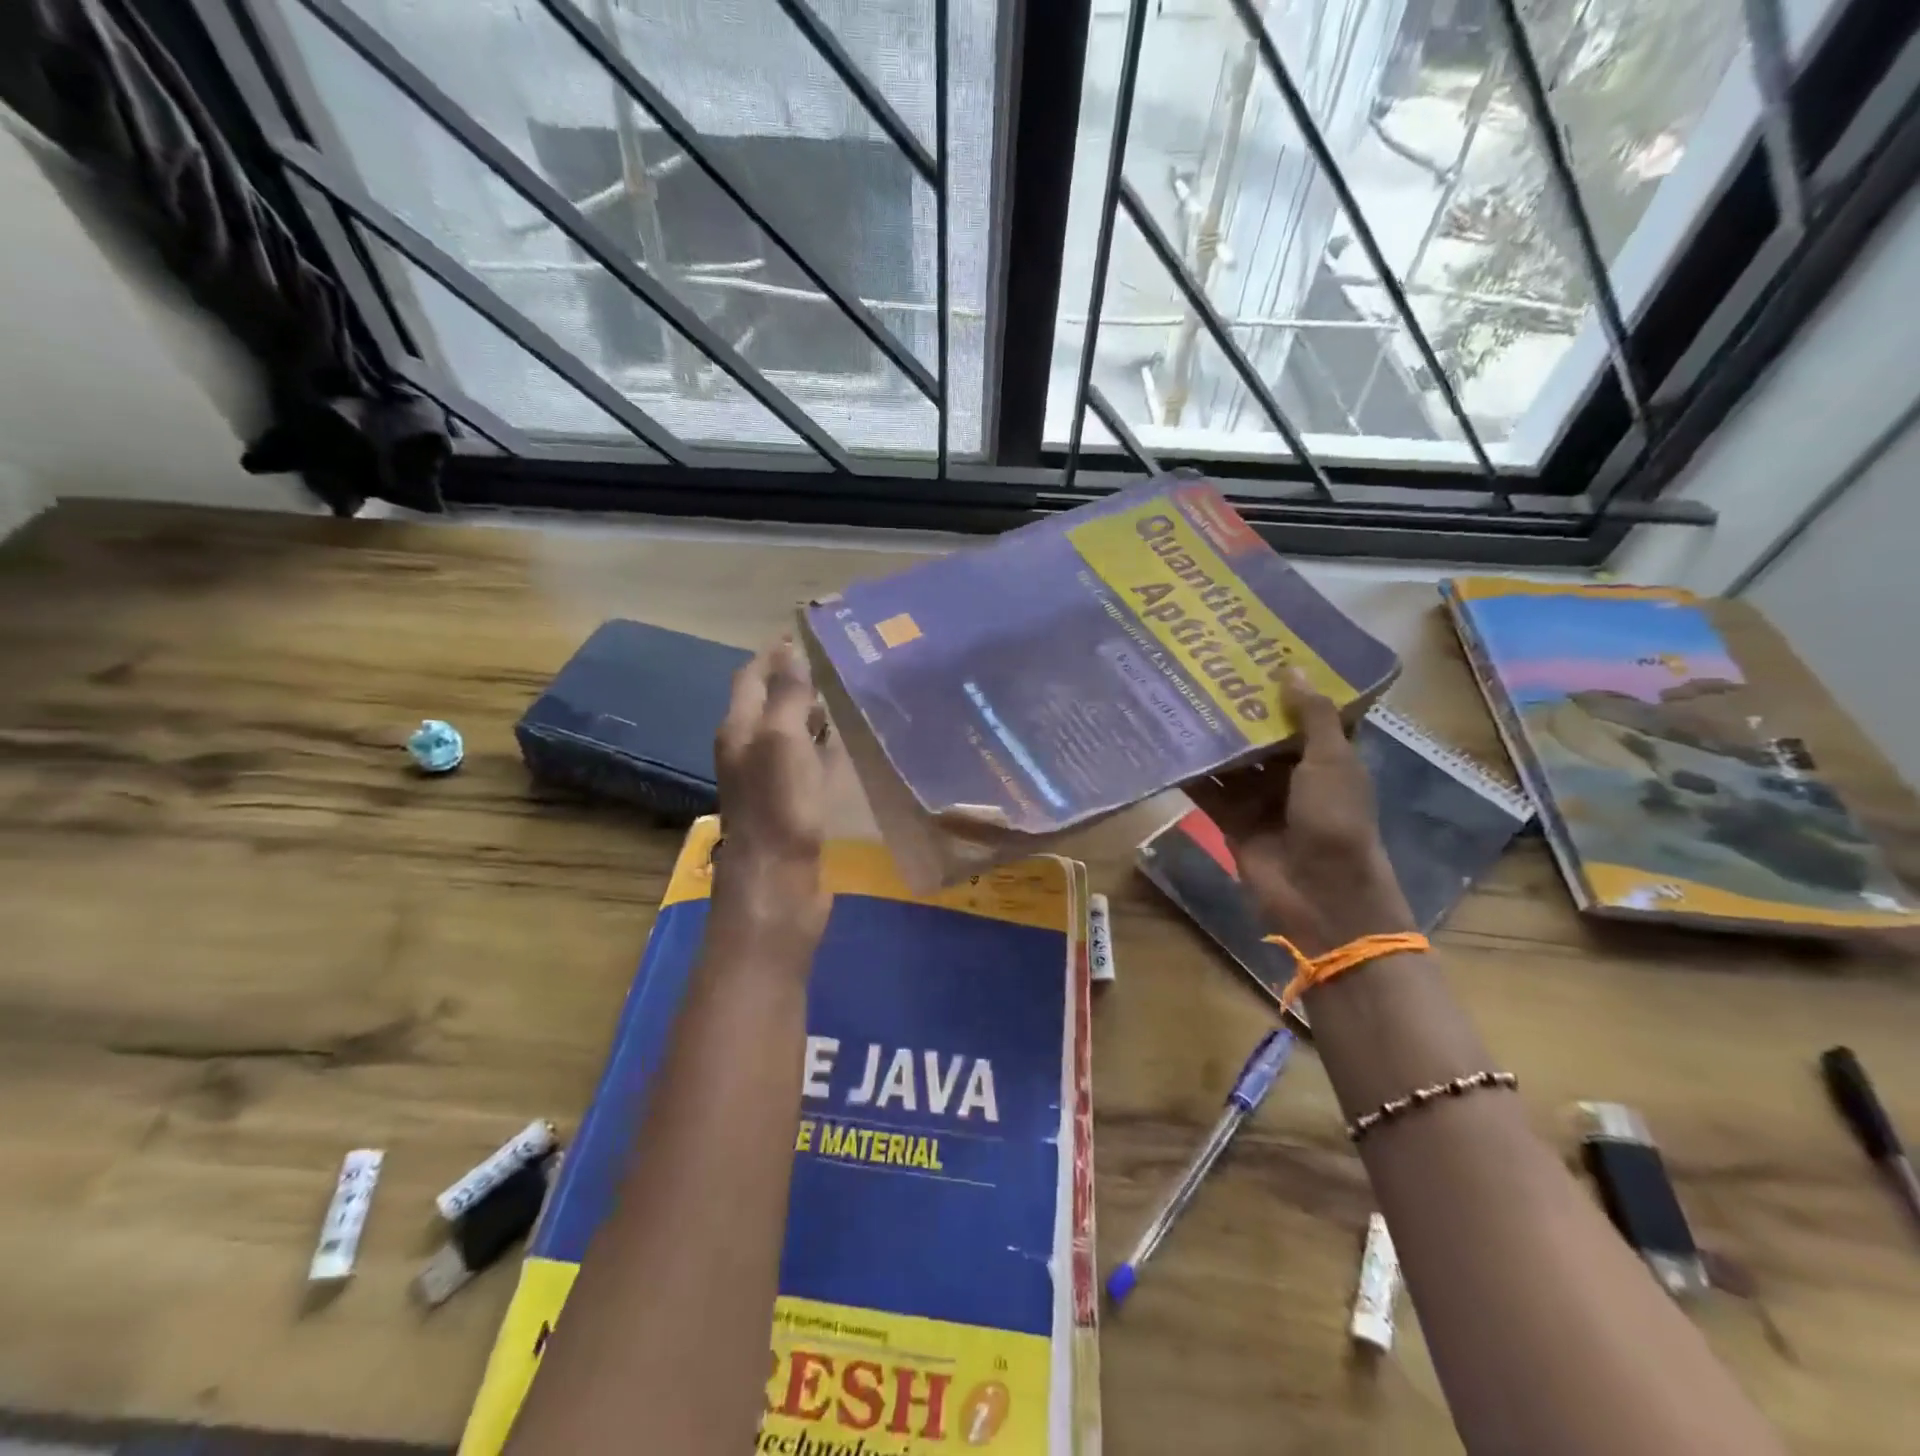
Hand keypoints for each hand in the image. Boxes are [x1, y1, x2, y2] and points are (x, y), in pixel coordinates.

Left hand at [712, 638, 831, 946]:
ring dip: (811, 712)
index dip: (774, 653)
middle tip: (840, 661)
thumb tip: (788, 648)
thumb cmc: (780, 808)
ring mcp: (769, 781)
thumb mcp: (782, 740)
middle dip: (796, 679)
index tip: (809, 632)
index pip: (751, 676)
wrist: (779, 885)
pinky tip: (845, 744)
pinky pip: (805, 762)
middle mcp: (749, 750)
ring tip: (848, 693)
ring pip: (789, 732)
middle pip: (769, 703)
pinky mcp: (790, 806)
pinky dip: (821, 745)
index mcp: (740, 729)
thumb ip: (786, 694)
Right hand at [1186, 670, 1414, 957]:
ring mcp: (1260, 797)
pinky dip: (1190, 772)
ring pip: (1231, 759)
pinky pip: (1208, 789)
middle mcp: (1293, 773)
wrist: (1320, 895)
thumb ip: (1311, 716)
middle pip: (1261, 733)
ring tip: (1178, 697)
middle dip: (1238, 707)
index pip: (1304, 712)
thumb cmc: (1336, 821)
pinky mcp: (1231, 819)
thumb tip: (1290, 668)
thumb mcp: (1332, 762)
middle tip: (1204, 668)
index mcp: (1327, 757)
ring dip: (1211, 736)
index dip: (1286, 685)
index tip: (1257, 652)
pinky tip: (1166, 745)